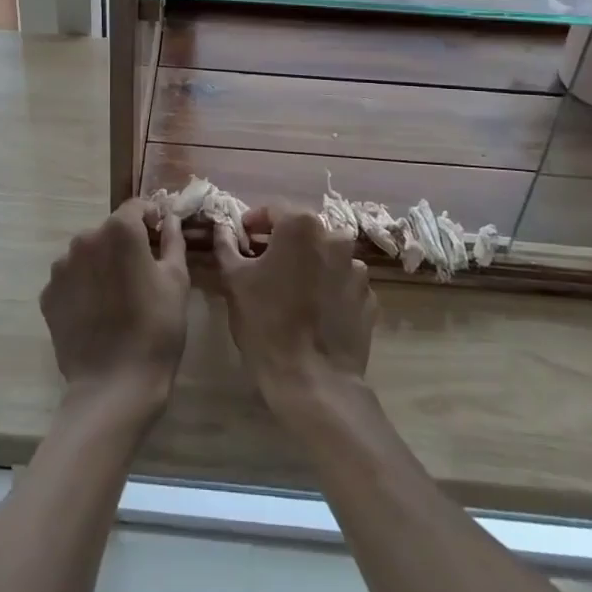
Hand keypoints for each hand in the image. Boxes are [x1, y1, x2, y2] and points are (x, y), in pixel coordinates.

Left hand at [40, 200, 188, 420]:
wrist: (114, 385)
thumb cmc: (156, 329)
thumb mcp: (176, 281)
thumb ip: (171, 240)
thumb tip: (169, 218)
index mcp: (119, 230)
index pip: (136, 208)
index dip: (151, 218)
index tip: (160, 238)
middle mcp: (85, 239)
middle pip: (109, 230)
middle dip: (125, 244)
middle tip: (142, 274)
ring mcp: (61, 267)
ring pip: (87, 254)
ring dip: (101, 264)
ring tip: (117, 297)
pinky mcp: (48, 294)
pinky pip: (71, 280)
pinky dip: (83, 288)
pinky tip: (97, 313)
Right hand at [213, 203, 375, 410]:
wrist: (313, 381)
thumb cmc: (266, 323)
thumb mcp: (233, 280)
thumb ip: (226, 245)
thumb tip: (223, 227)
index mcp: (301, 226)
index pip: (272, 210)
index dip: (253, 223)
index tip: (241, 240)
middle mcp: (335, 237)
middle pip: (302, 231)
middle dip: (281, 242)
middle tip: (260, 264)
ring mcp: (357, 269)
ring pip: (324, 256)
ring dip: (307, 264)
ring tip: (289, 291)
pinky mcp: (368, 298)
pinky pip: (342, 282)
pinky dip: (327, 288)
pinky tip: (312, 311)